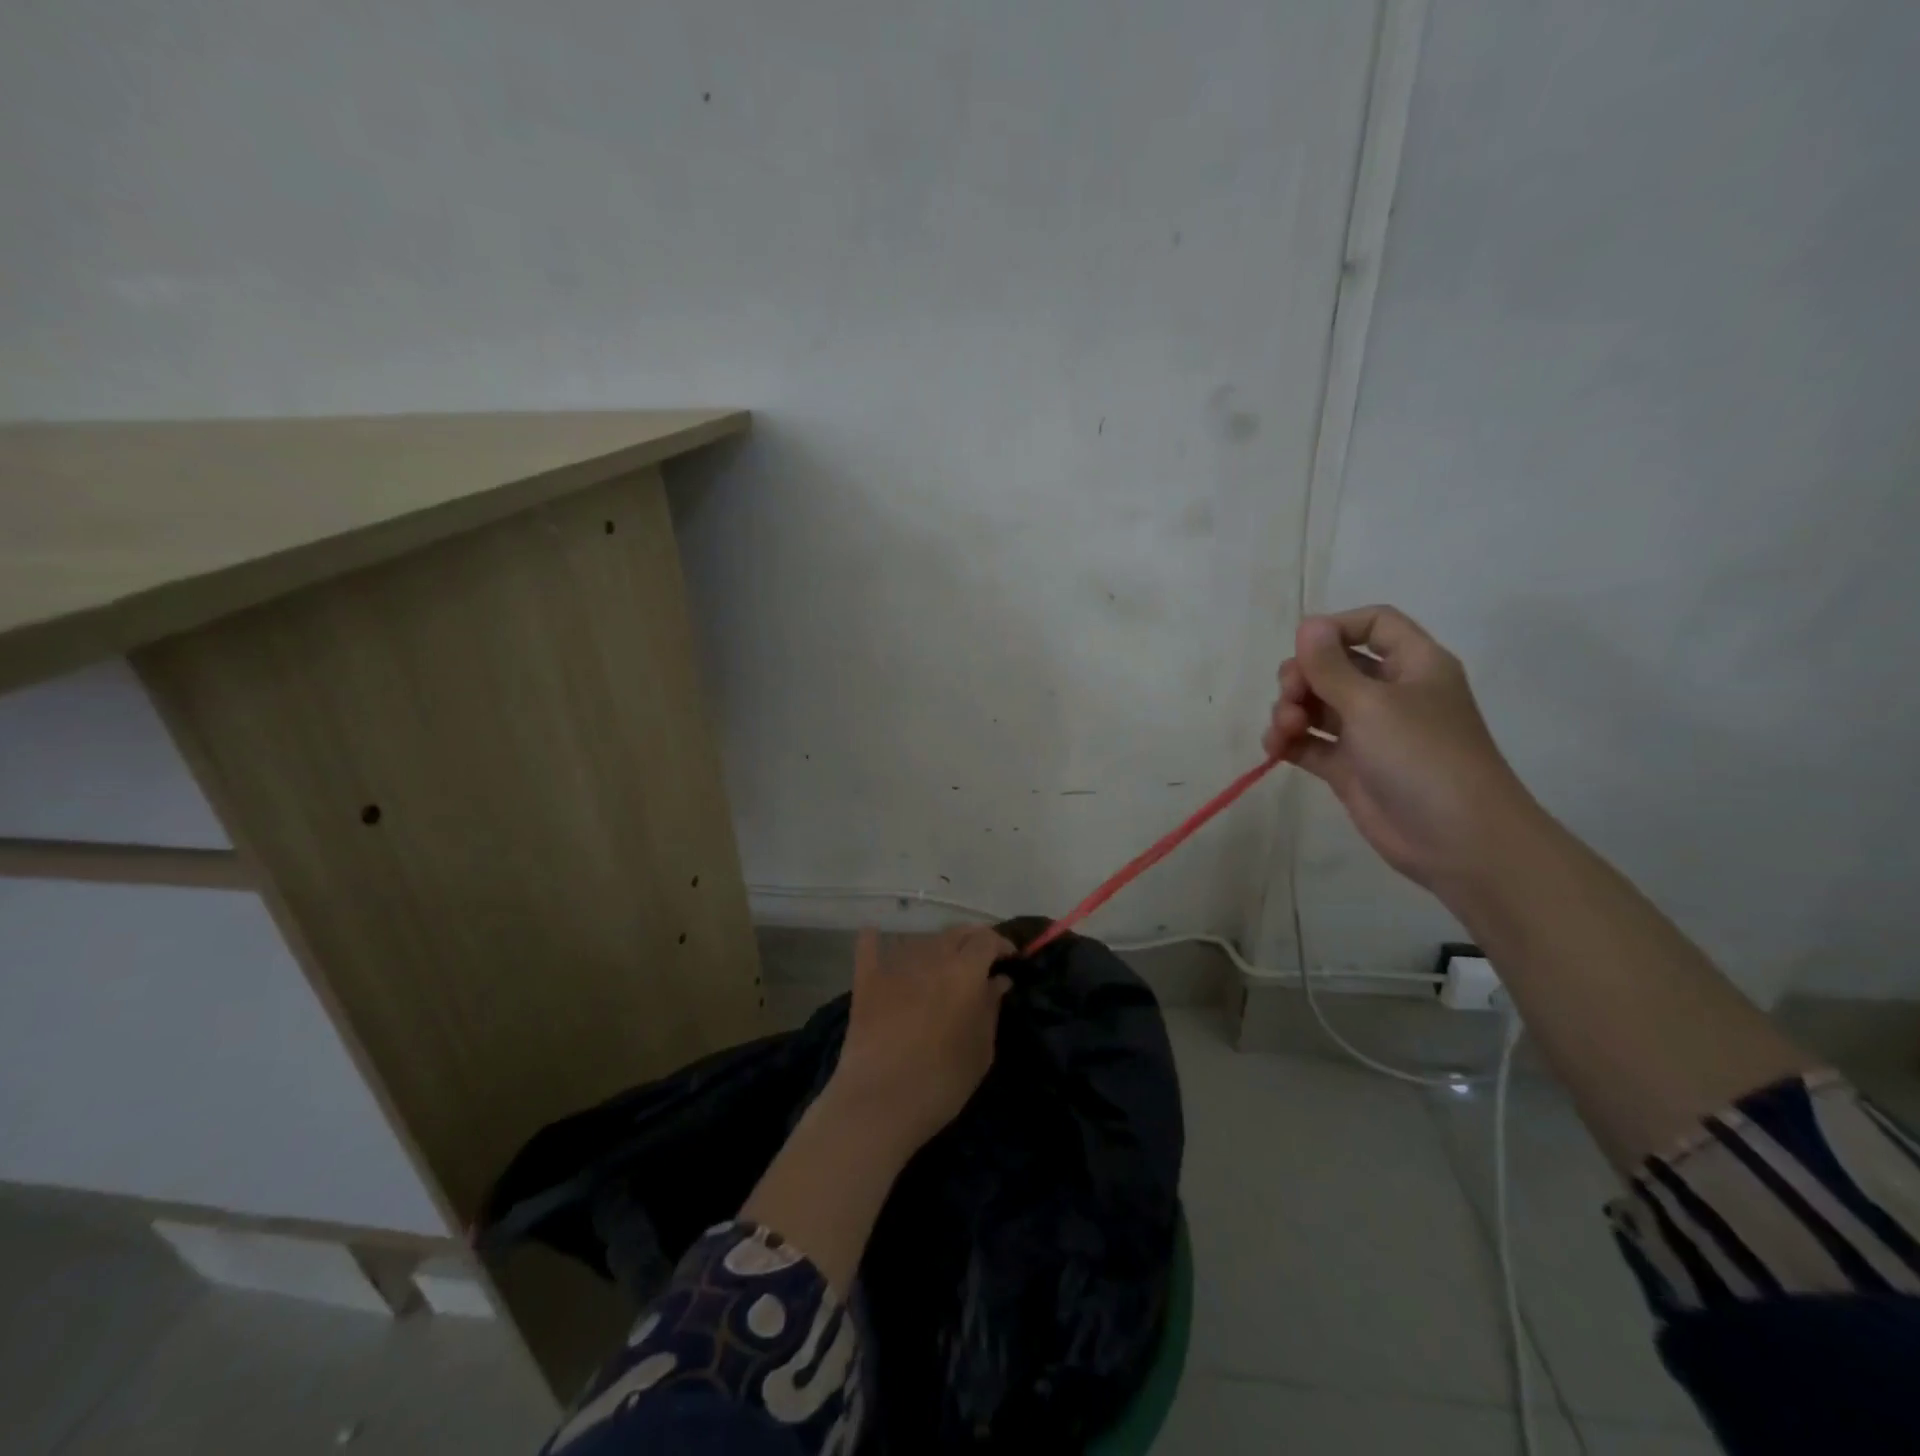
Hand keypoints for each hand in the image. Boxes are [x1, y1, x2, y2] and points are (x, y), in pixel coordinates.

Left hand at [822, 925, 1014, 1156]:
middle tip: (981, 959)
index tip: (1010, 958)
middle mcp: (931, 957)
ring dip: (937, 946)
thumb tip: (999, 981)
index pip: (987, 940)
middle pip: (956, 933)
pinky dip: (875, 939)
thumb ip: (991, 1008)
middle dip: (973, 940)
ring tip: (943, 963)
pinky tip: (876, 934)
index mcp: (965, 971)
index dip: (1001, 944)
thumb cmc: (942, 1081)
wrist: (880, 1101)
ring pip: (922, 940)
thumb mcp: (981, 1050)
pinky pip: (870, 947)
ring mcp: (895, 965)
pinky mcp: (866, 980)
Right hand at [1263, 605, 1534, 892]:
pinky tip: (1274, 748)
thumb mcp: (1372, 703)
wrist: (1457, 839)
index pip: (1374, 625)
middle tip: (1290, 696)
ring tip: (1284, 730)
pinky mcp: (1350, 768)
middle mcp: (1390, 693)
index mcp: (1413, 665)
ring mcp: (1369, 733)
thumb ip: (1330, 665)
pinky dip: (1290, 742)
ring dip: (1291, 710)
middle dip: (1302, 677)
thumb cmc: (1422, 756)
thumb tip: (1308, 623)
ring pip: (1317, 705)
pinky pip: (1311, 743)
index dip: (1336, 629)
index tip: (1305, 649)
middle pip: (1334, 666)